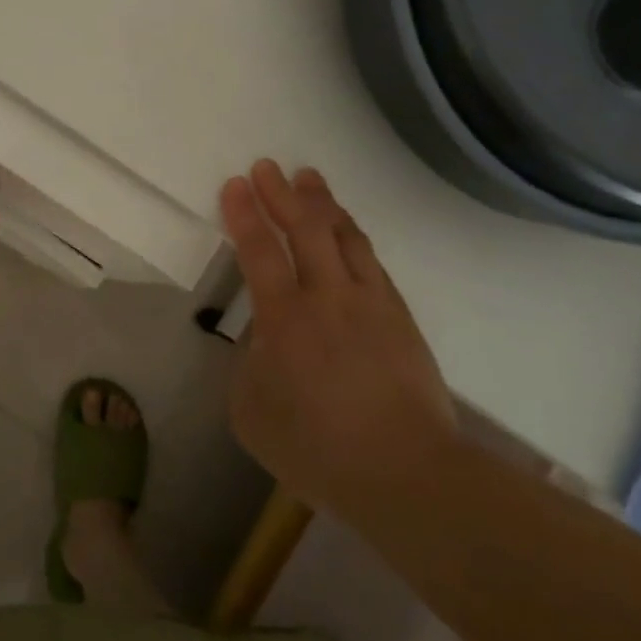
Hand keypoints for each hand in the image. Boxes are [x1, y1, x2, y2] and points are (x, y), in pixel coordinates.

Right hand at [219, 159, 457, 506]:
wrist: (406, 473)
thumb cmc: (317, 447)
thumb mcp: (252, 412)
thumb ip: (251, 365)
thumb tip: (265, 341)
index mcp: (285, 318)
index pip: (259, 251)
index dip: (244, 214)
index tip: (235, 185)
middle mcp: (328, 297)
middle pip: (304, 229)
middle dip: (281, 194)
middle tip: (267, 167)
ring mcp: (370, 302)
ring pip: (344, 236)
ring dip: (322, 203)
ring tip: (308, 179)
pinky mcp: (399, 316)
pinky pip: (371, 260)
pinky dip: (352, 235)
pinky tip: (346, 230)